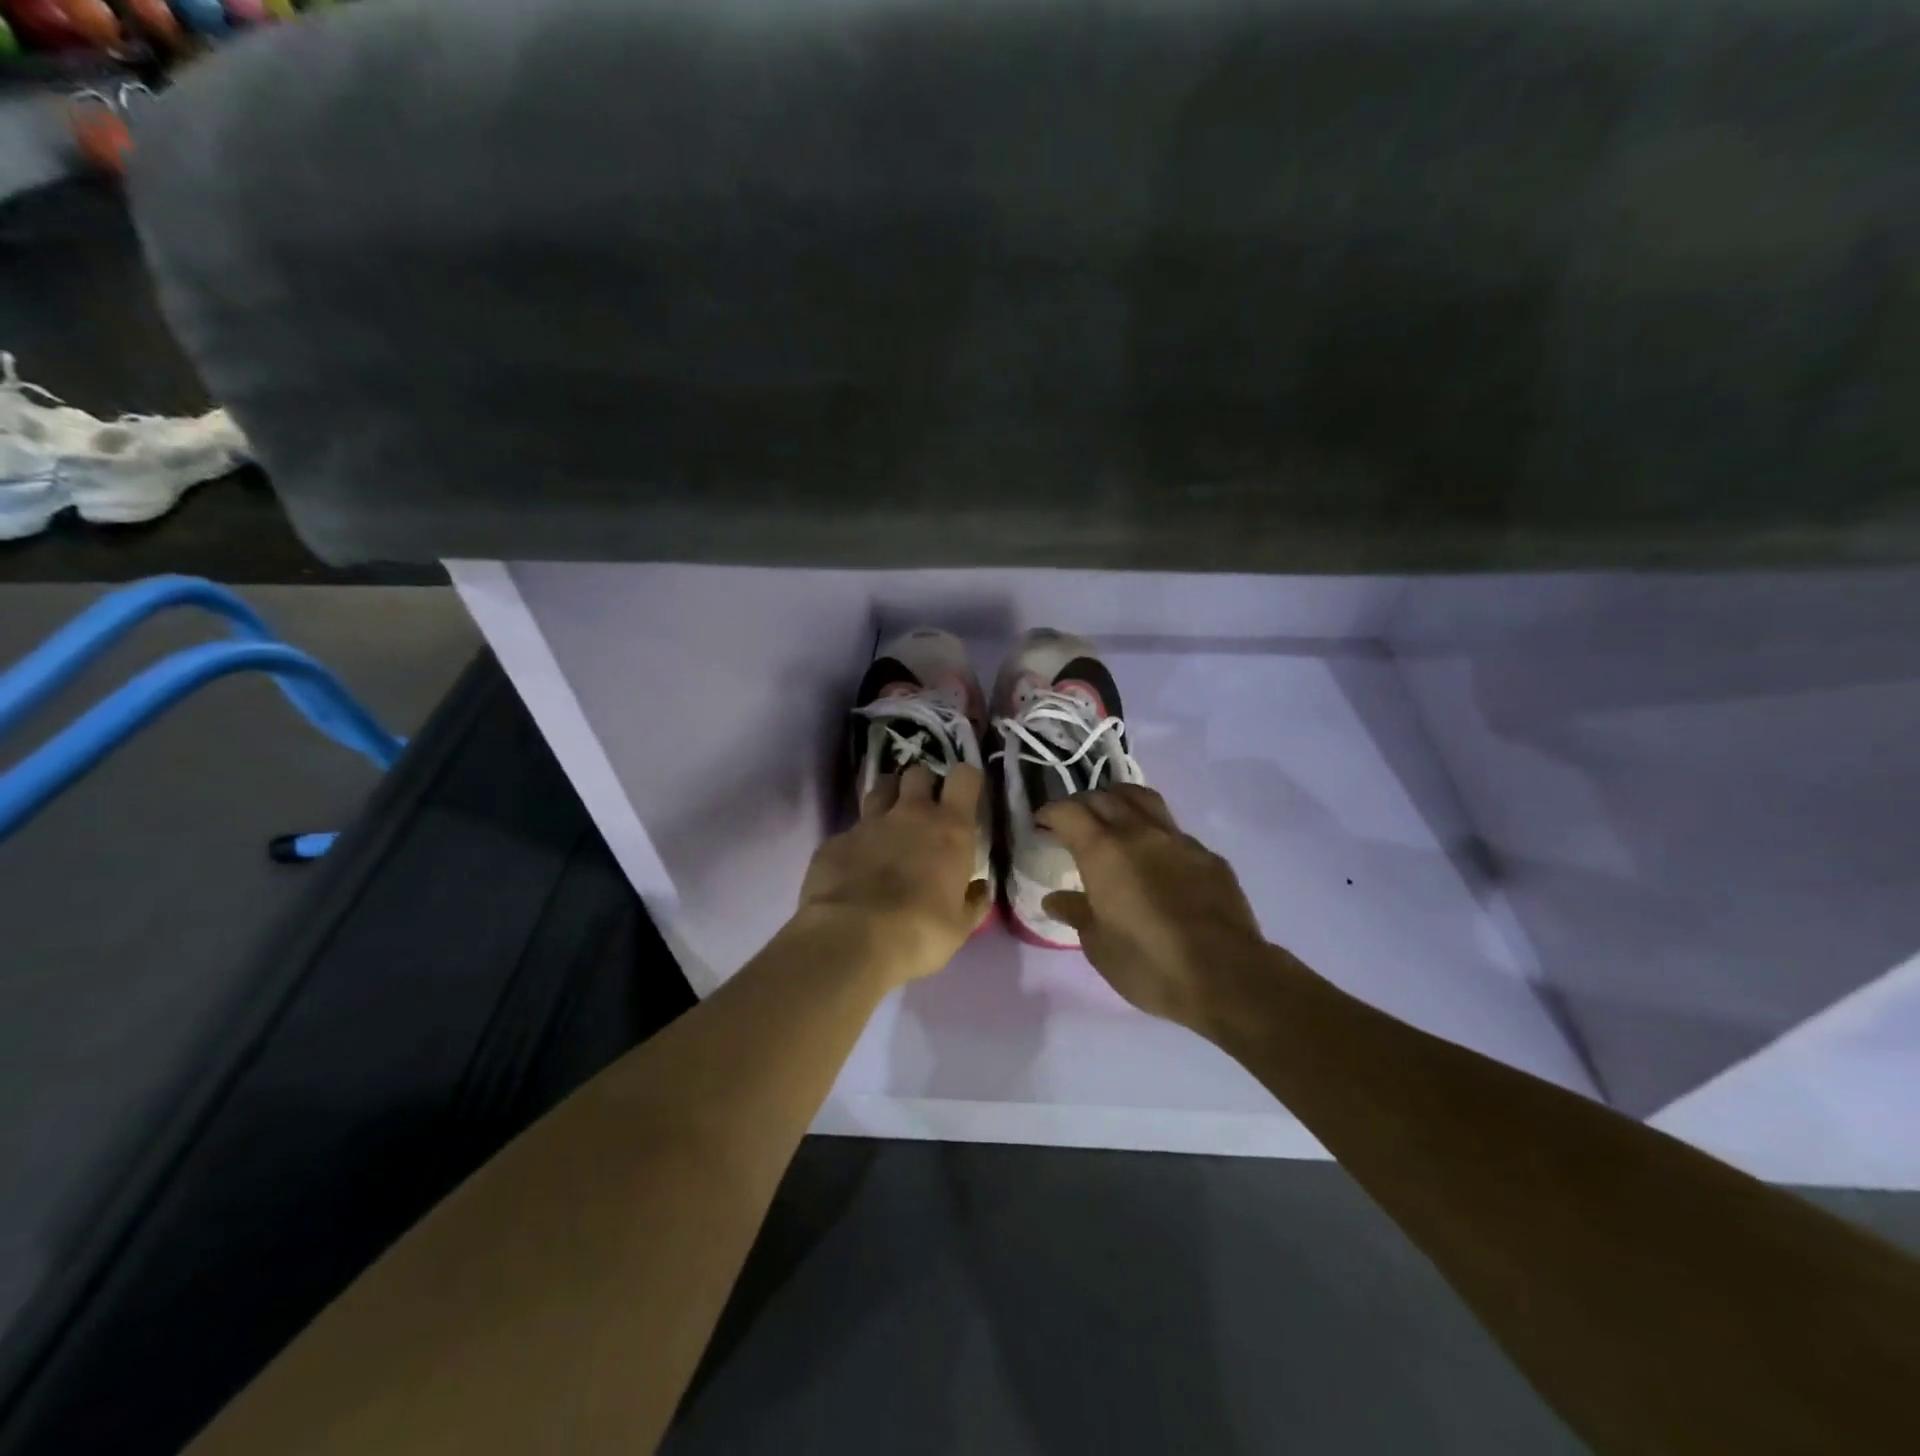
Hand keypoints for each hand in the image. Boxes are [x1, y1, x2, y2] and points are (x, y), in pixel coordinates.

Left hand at [797, 763, 990, 986]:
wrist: (852, 939)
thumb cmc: (920, 932)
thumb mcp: (960, 926)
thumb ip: (972, 901)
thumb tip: (979, 887)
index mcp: (950, 829)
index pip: (964, 777)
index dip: (965, 781)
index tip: (964, 797)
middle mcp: (910, 814)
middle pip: (918, 772)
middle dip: (922, 785)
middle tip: (924, 812)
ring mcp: (868, 823)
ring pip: (880, 788)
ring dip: (888, 799)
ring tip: (889, 825)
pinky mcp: (835, 840)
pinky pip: (850, 830)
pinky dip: (856, 842)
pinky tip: (854, 866)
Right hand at [1037, 786, 1270, 1030]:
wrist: (1227, 977)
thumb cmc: (1149, 964)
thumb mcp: (1098, 946)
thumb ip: (1076, 913)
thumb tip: (1055, 899)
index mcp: (1103, 851)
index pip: (1069, 811)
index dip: (1051, 812)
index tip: (1042, 823)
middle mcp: (1139, 833)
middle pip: (1105, 797)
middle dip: (1083, 803)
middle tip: (1073, 822)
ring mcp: (1179, 840)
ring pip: (1144, 800)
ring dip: (1121, 801)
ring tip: (1113, 818)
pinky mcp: (1209, 856)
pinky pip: (1174, 830)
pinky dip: (1154, 832)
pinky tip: (1156, 858)